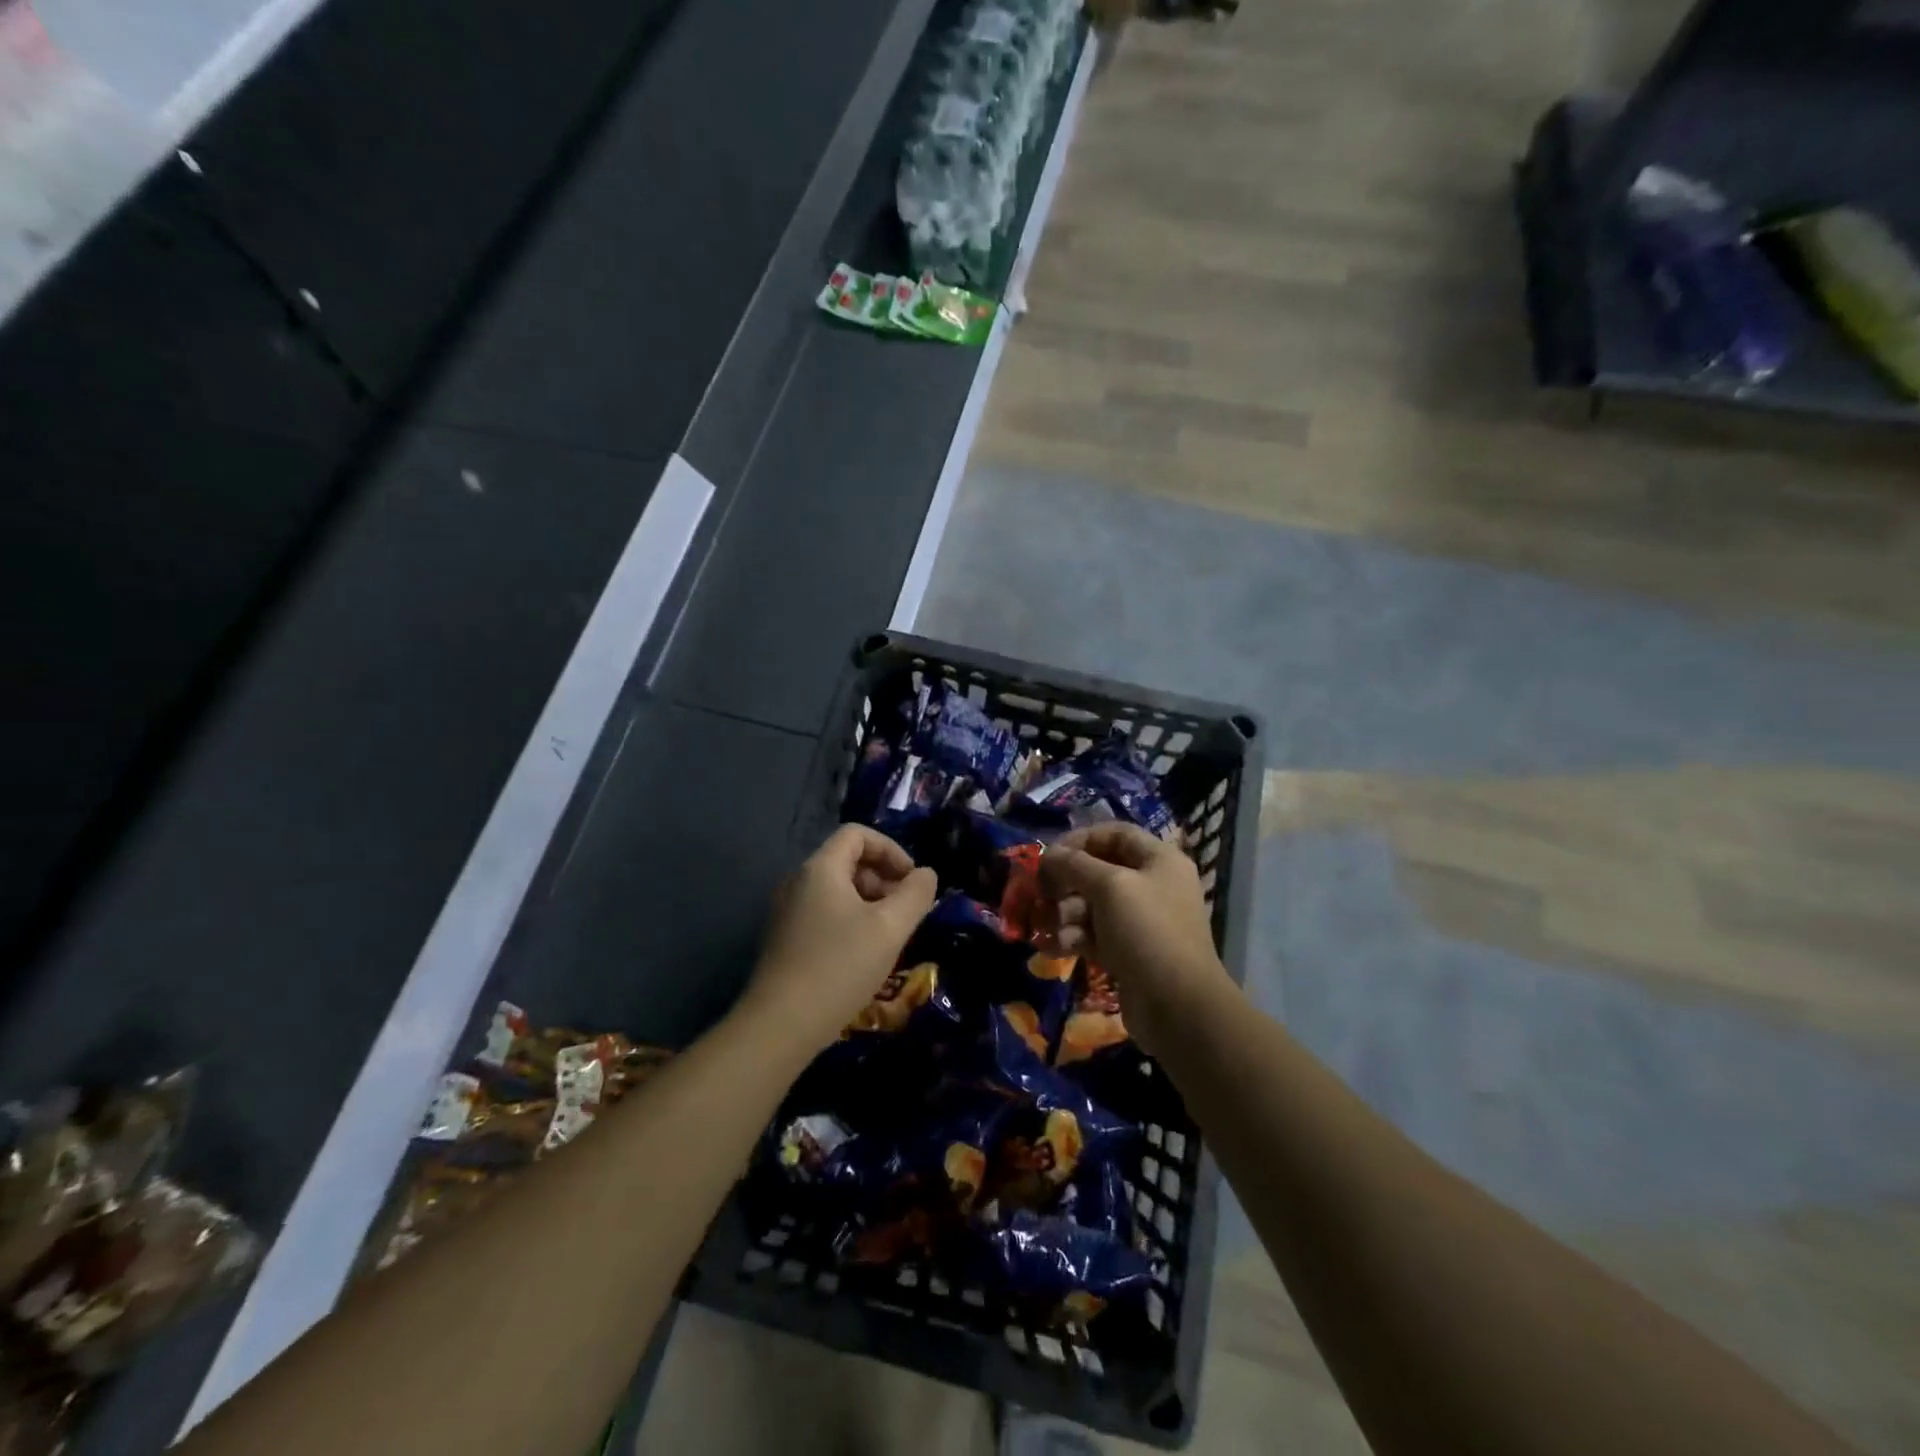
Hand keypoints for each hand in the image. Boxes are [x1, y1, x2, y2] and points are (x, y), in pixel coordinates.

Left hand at [742, 825, 937, 1052]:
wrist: (781, 1025)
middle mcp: (798, 882)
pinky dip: (850, 921)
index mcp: (820, 868)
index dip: (891, 849)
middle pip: (847, 861)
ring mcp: (787, 912)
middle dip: (883, 878)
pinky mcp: (784, 940)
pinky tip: (864, 955)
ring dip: (869, 902)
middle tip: (906, 911)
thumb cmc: (840, 966)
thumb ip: (915, 894)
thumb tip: (926, 874)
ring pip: (836, 890)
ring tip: (889, 936)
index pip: (857, 834)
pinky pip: (824, 914)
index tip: (912, 880)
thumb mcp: (890, 928)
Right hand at [1040, 823, 1235, 1053]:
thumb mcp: (1109, 887)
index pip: (1114, 834)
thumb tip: (1049, 854)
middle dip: (1066, 882)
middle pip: (1099, 871)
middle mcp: (1153, 885)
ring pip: (1092, 905)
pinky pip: (1095, 934)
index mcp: (1159, 860)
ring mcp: (1142, 921)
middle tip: (1041, 894)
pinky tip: (1056, 947)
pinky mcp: (1129, 951)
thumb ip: (1075, 864)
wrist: (1178, 1006)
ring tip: (1050, 928)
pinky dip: (1074, 937)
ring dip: (1065, 913)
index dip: (1079, 839)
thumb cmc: (1147, 932)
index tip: (1049, 855)